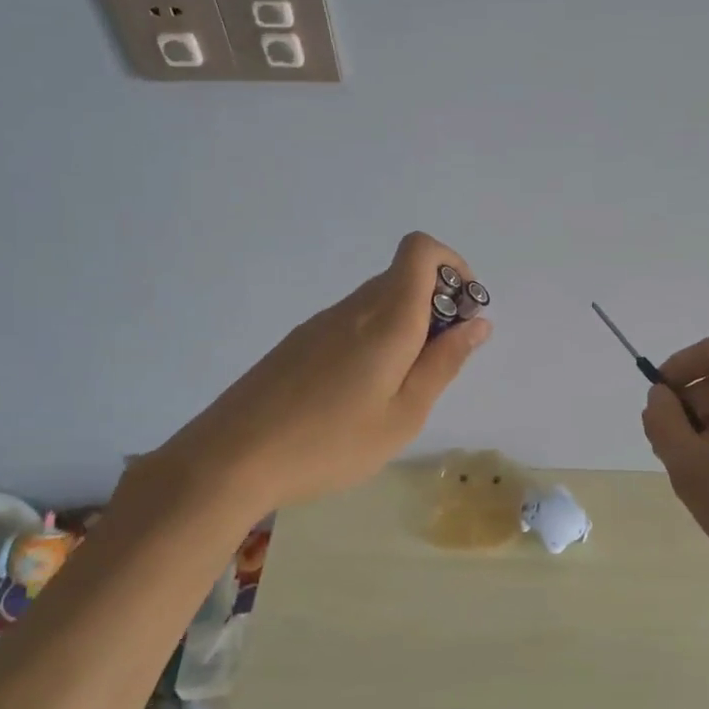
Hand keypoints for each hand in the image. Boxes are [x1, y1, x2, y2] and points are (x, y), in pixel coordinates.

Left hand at [123, 233, 490, 523]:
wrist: (229, 458)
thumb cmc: (330, 443)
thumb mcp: (404, 415)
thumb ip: (444, 364)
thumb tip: (478, 323)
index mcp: (387, 318)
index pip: (421, 249)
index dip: (453, 267)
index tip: (463, 313)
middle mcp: (354, 308)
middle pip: (404, 276)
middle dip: (436, 305)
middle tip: (436, 364)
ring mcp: (321, 323)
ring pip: (378, 302)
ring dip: (405, 326)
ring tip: (397, 390)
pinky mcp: (298, 342)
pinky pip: (352, 323)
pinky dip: (375, 340)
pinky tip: (357, 395)